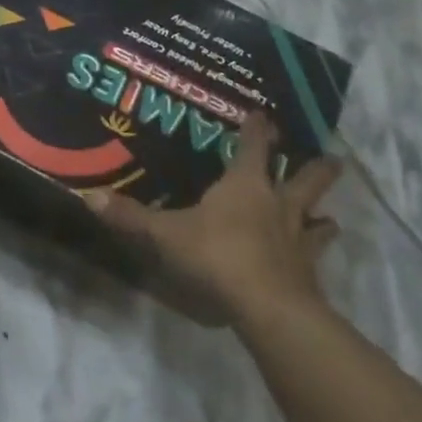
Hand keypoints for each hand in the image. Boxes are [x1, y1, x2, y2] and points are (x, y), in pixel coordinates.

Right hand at [90, 118, 341, 328]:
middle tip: (331, 158)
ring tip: (327, 216)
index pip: (255, 146)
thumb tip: (89, 197)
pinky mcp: (309, 274)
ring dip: (323, 215)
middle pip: (306, 178)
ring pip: (320, 219)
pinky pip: (316, 257)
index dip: (258, 129)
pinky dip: (316, 254)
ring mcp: (299, 240)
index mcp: (246, 185)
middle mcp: (279, 205)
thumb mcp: (166, 235)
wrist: (267, 307)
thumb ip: (131, 217)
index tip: (263, 114)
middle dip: (317, 167)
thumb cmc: (217, 255)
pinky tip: (314, 261)